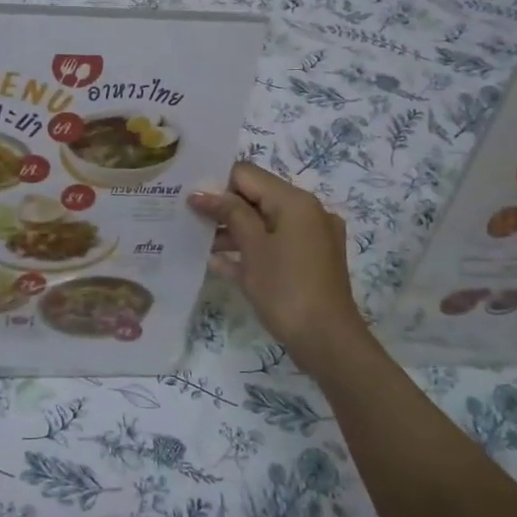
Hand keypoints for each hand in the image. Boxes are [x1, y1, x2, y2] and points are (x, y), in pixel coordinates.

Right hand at [190, 161, 368, 368]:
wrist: (328, 341)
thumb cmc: (286, 288)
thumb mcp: (252, 247)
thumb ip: (228, 213)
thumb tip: (201, 192)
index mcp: (295, 201)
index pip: (247, 175)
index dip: (216, 183)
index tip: (189, 199)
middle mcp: (308, 212)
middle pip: (257, 197)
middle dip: (223, 208)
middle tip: (189, 219)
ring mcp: (312, 238)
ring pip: (265, 223)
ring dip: (234, 231)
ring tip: (200, 244)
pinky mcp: (311, 262)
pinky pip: (276, 245)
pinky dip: (252, 249)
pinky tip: (220, 263)